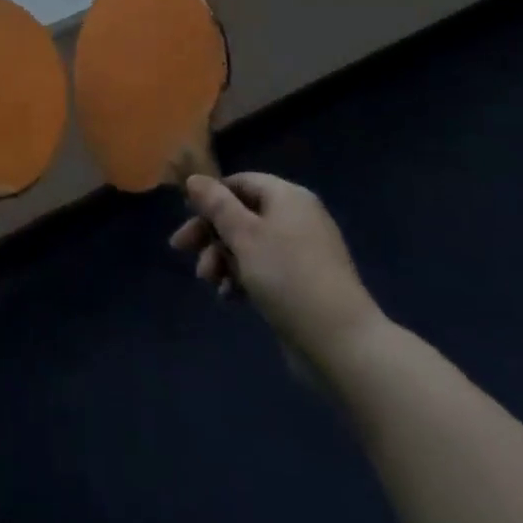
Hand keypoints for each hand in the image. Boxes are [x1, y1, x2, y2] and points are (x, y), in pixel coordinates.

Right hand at [170, 172, 383, 375]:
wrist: (341, 342)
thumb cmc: (287, 277)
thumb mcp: (245, 236)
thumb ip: (216, 205)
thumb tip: (194, 179)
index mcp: (287, 196)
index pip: (240, 183)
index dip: (210, 198)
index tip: (186, 220)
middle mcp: (296, 217)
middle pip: (242, 214)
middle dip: (211, 233)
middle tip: (182, 251)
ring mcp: (302, 251)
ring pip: (250, 244)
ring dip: (223, 258)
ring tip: (210, 282)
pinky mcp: (302, 282)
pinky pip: (264, 268)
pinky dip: (243, 277)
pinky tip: (229, 297)